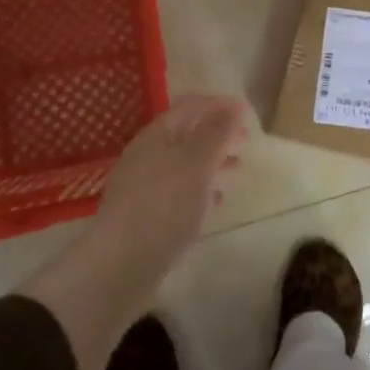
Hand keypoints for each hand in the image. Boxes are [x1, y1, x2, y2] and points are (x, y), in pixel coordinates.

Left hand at [21, 95, 249, 369]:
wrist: (121, 265)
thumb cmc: (163, 205)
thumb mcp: (196, 163)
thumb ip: (216, 133)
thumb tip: (234, 107)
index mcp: (157, 135)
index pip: (190, 106)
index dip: (219, 104)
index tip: (248, 112)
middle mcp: (148, 155)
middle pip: (187, 133)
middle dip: (218, 133)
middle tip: (246, 140)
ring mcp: (145, 186)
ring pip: (185, 163)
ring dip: (212, 161)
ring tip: (238, 168)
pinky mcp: (147, 215)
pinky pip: (180, 190)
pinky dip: (202, 187)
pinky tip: (216, 199)